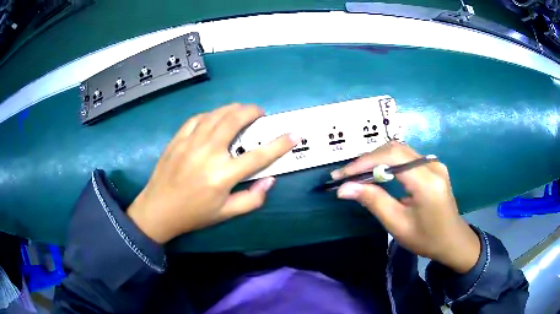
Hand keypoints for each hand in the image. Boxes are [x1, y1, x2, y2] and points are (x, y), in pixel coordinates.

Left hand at [127, 104, 297, 243]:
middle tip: (260, 114)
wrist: (158, 209)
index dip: (280, 143)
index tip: (294, 133)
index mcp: (223, 174)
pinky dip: (211, 114)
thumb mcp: (225, 213)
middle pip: (235, 120)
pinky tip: (215, 117)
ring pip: (217, 114)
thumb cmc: (193, 214)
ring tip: (241, 111)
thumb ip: (252, 199)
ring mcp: (191, 142)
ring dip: (233, 108)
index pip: (259, 155)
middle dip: (252, 112)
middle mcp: (209, 152)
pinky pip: (198, 118)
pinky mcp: (178, 138)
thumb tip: (269, 181)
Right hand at [331, 142, 479, 273]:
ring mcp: (434, 164)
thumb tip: (344, 188)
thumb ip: (373, 201)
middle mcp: (432, 165)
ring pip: (400, 151)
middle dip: (367, 159)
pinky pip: (406, 157)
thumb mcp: (398, 224)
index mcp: (427, 181)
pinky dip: (388, 162)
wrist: (452, 241)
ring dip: (376, 159)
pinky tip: (377, 173)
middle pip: (395, 149)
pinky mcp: (433, 166)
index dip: (364, 161)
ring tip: (357, 174)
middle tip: (346, 175)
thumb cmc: (426, 239)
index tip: (341, 175)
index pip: (392, 156)